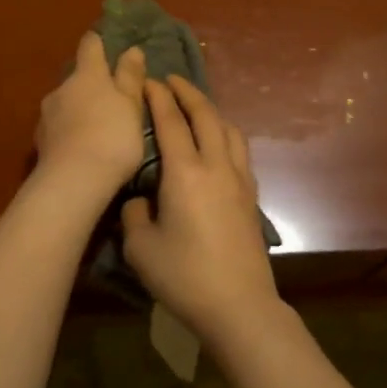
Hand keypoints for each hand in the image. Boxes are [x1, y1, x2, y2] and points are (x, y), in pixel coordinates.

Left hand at [34, 33, 147, 195]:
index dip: (97, 42)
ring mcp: (47, 114)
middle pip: (77, 78)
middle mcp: (62, 88)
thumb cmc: (112, 137)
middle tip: (110, 100)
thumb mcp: (131, 106)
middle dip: (90, 84)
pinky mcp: (40, 140)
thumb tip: (132, 50)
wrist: (73, 180)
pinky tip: (80, 147)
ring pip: (65, 103)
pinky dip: (69, 131)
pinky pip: (58, 127)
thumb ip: (130, 77)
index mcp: (88, 75)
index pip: (90, 46)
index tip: (104, 43)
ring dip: (78, 109)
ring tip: (96, 128)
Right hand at [122, 76, 281, 340]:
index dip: (158, 98)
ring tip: (196, 107)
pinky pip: (239, 151)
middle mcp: (217, 166)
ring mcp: (239, 181)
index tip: (148, 81)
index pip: (171, 122)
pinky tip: (218, 145)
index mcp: (186, 172)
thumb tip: (142, 199)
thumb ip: (135, 213)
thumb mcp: (140, 247)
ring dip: (211, 111)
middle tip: (171, 80)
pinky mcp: (251, 198)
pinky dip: (225, 134)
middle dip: (188, 93)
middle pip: (206, 116)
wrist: (239, 306)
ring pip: (229, 130)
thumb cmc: (184, 276)